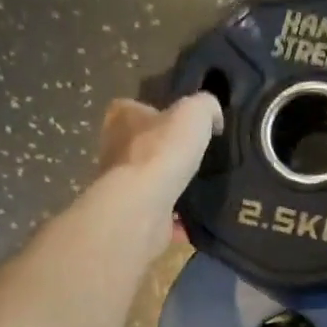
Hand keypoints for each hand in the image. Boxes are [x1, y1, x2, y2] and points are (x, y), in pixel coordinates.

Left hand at [98, 92, 220, 217]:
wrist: (142, 205)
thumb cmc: (163, 151)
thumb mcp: (195, 112)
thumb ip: (206, 106)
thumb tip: (213, 117)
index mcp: (122, 117)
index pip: (136, 108)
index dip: (159, 115)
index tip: (183, 127)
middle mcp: (113, 148)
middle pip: (141, 146)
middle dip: (163, 152)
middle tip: (193, 159)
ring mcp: (119, 184)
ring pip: (147, 180)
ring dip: (167, 185)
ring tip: (196, 189)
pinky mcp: (130, 214)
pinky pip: (156, 212)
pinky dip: (172, 218)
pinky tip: (192, 219)